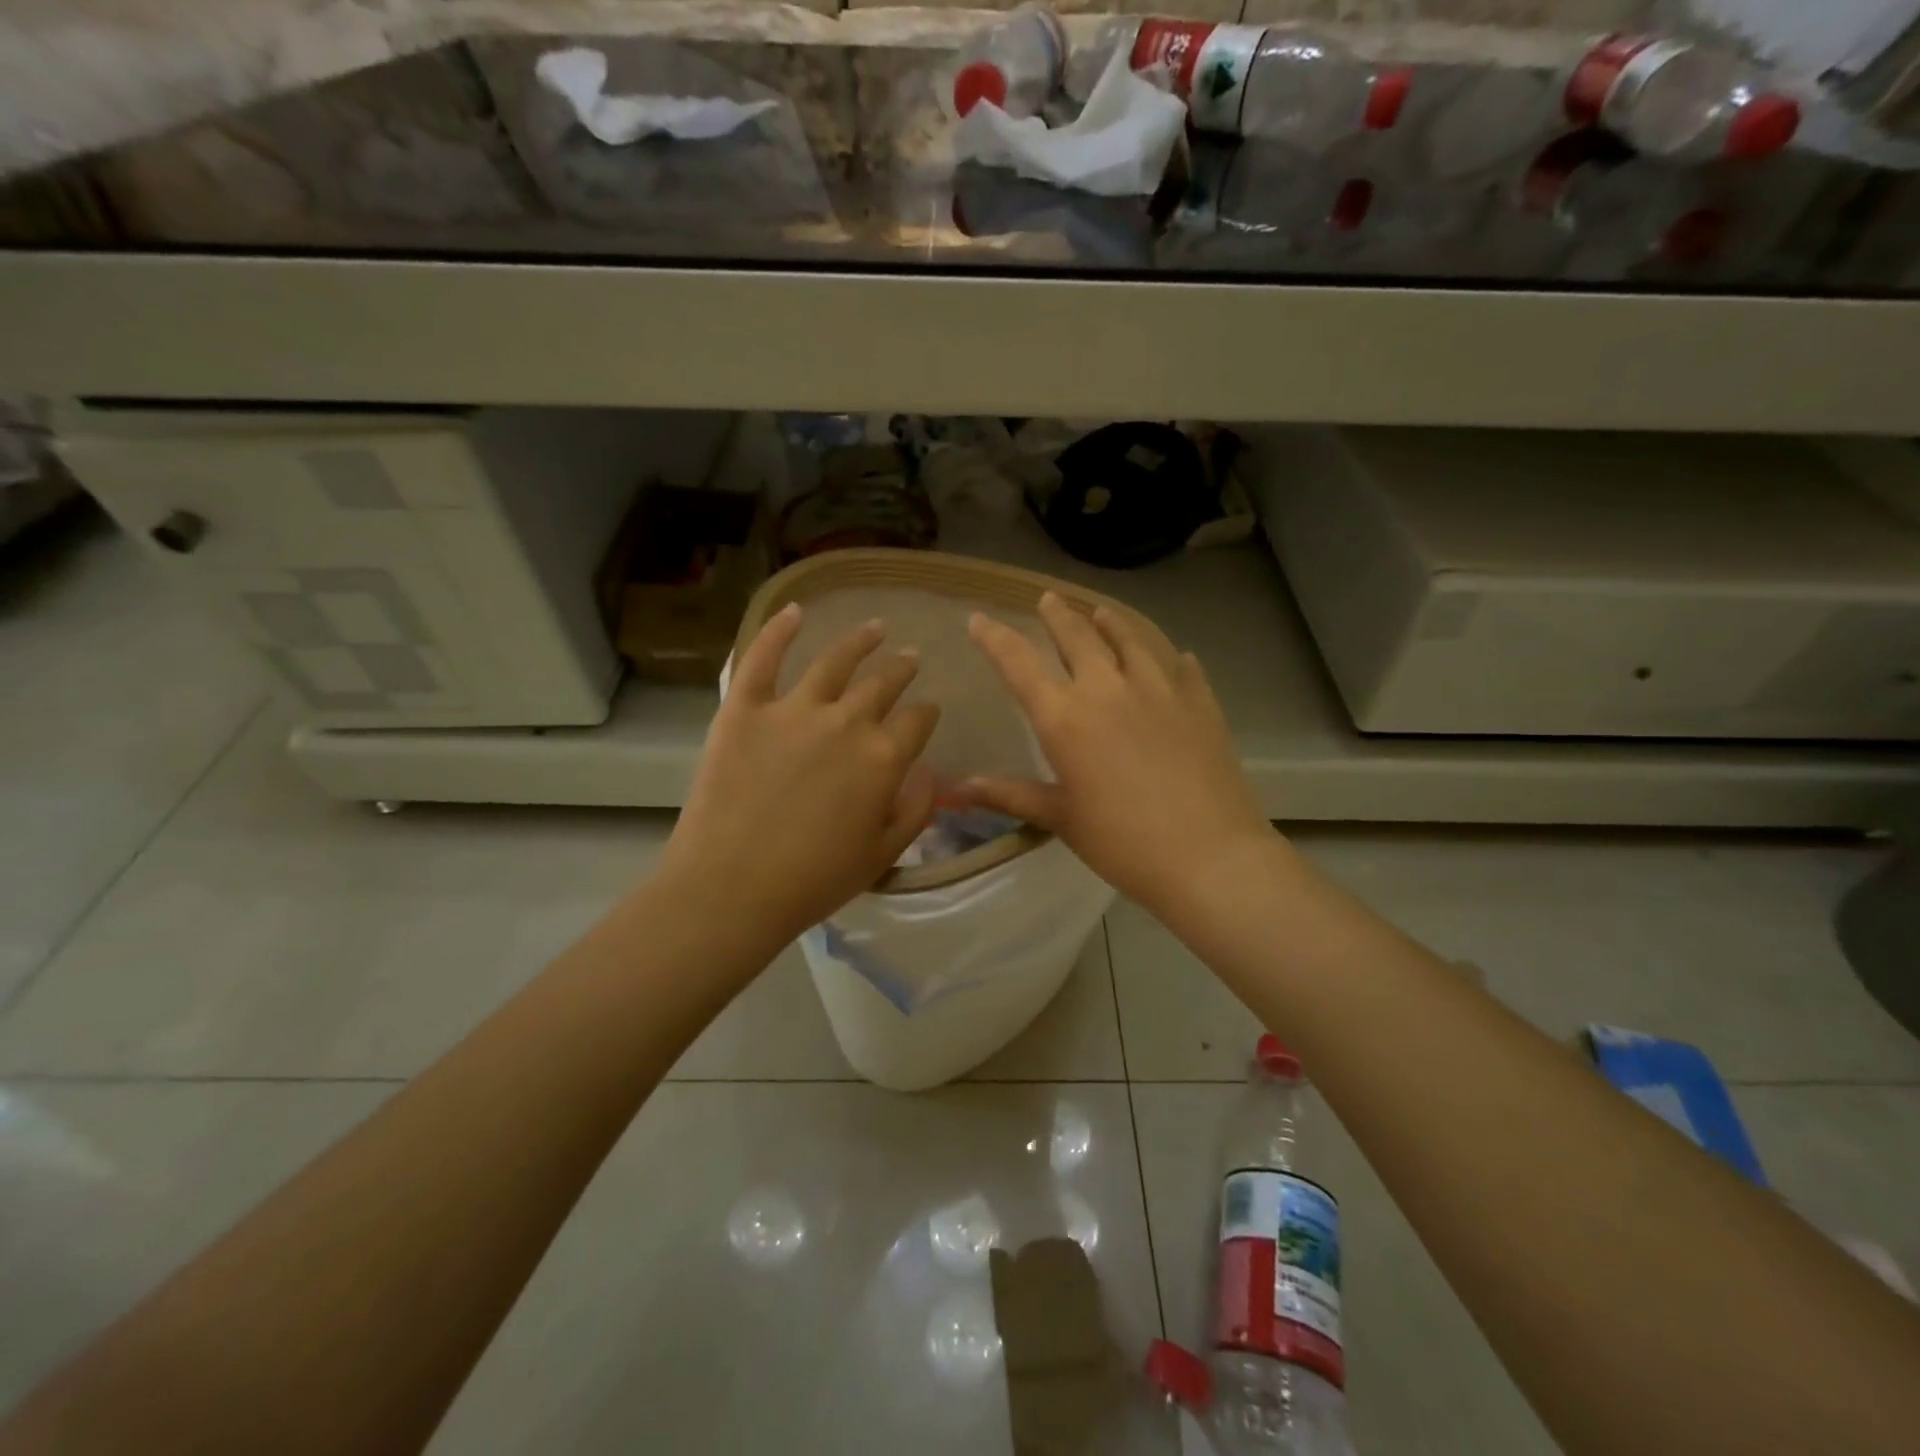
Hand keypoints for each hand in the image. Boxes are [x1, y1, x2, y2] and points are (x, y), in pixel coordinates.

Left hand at [661, 605, 939, 949]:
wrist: (732, 887)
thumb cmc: (814, 880)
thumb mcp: (883, 854)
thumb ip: (915, 809)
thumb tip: (930, 772)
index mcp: (884, 757)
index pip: (918, 721)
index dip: (926, 714)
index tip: (927, 712)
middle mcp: (846, 722)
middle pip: (883, 684)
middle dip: (901, 670)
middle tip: (909, 659)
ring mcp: (793, 709)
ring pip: (835, 661)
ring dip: (860, 640)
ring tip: (875, 628)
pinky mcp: (745, 708)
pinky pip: (762, 657)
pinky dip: (778, 630)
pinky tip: (795, 611)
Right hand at [958, 593, 1274, 918]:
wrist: (1209, 856)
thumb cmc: (1122, 843)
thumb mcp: (1061, 818)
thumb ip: (1009, 794)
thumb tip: (954, 790)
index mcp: (1066, 718)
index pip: (1020, 664)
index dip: (995, 638)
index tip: (978, 618)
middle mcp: (1109, 689)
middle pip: (1077, 637)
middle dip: (1057, 615)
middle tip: (1048, 599)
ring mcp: (1160, 689)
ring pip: (1130, 639)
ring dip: (1110, 623)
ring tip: (1100, 612)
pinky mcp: (1200, 702)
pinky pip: (1181, 667)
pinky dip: (1170, 657)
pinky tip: (1175, 657)